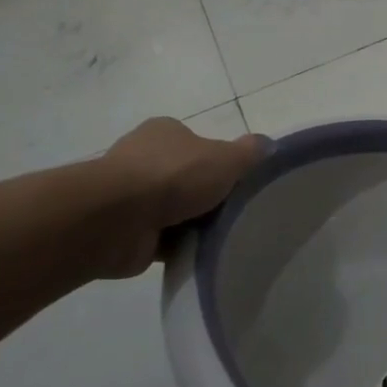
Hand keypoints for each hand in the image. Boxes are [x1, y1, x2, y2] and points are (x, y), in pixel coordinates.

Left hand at [92, 119, 269, 278]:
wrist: (116, 219)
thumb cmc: (173, 177)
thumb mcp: (226, 158)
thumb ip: (250, 152)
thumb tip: (269, 145)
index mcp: (164, 132)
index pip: (196, 144)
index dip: (218, 162)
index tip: (236, 182)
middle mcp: (143, 158)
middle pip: (185, 177)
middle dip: (205, 195)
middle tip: (234, 211)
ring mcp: (129, 195)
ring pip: (173, 209)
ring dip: (191, 223)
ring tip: (222, 237)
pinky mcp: (125, 229)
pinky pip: (161, 238)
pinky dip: (177, 246)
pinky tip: (198, 254)